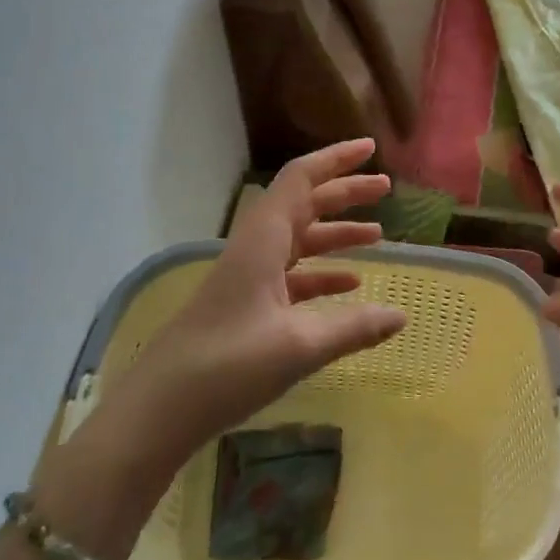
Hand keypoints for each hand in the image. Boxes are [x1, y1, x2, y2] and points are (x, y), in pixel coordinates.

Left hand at [100, 139, 407, 470]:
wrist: (158, 411)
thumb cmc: (227, 367)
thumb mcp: (299, 347)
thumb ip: (354, 328)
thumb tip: (401, 317)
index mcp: (262, 241)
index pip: (301, 180)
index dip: (336, 159)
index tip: (370, 148)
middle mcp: (255, 249)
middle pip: (303, 205)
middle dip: (344, 193)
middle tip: (385, 189)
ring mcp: (248, 278)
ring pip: (298, 240)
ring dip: (335, 233)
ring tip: (378, 236)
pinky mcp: (245, 305)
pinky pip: (291, 275)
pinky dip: (321, 273)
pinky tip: (349, 287)